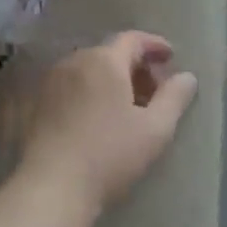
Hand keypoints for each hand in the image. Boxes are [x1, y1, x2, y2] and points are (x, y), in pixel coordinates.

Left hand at [18, 32, 198, 217]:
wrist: (52, 186)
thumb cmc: (109, 155)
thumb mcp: (154, 130)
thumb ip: (174, 99)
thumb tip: (187, 76)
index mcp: (105, 60)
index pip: (133, 39)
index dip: (154, 45)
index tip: (171, 57)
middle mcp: (76, 59)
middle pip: (111, 53)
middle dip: (135, 66)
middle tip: (154, 90)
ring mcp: (54, 79)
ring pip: (90, 68)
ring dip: (112, 79)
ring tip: (128, 106)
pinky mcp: (39, 100)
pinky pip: (73, 84)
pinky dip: (91, 90)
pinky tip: (99, 117)